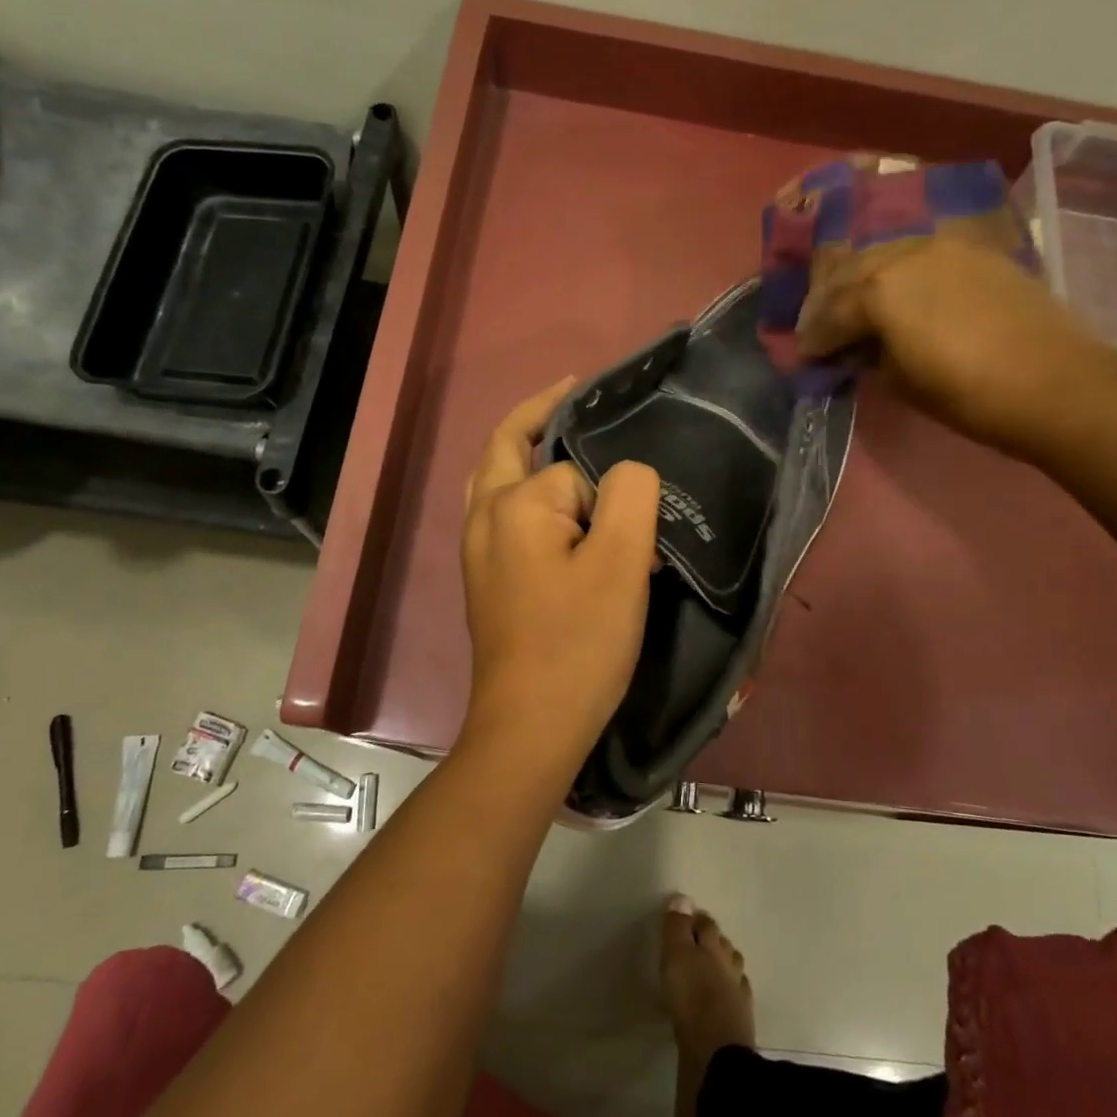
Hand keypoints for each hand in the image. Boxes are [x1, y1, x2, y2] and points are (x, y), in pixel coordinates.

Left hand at [460, 379, 661, 774]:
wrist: (530, 725)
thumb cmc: (578, 643)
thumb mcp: (621, 561)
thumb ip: (629, 494)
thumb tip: (624, 474)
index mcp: (513, 504)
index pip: (572, 467)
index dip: (610, 494)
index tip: (640, 534)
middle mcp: (483, 517)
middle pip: (506, 445)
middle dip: (540, 413)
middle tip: (575, 391)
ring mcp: (476, 550)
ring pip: (496, 478)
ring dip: (525, 451)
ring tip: (561, 440)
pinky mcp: (482, 578)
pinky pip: (499, 513)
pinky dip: (522, 491)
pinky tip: (550, 510)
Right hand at [795, 216, 1114, 448]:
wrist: (1055, 382)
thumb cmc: (967, 394)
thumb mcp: (900, 382)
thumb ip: (869, 356)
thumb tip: (857, 348)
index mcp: (879, 290)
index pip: (830, 313)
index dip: (814, 339)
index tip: (806, 357)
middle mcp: (906, 254)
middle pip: (852, 272)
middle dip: (829, 302)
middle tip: (819, 327)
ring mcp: (945, 246)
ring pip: (885, 255)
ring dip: (863, 281)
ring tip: (856, 307)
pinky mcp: (976, 252)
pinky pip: (920, 255)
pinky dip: (899, 273)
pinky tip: (898, 293)